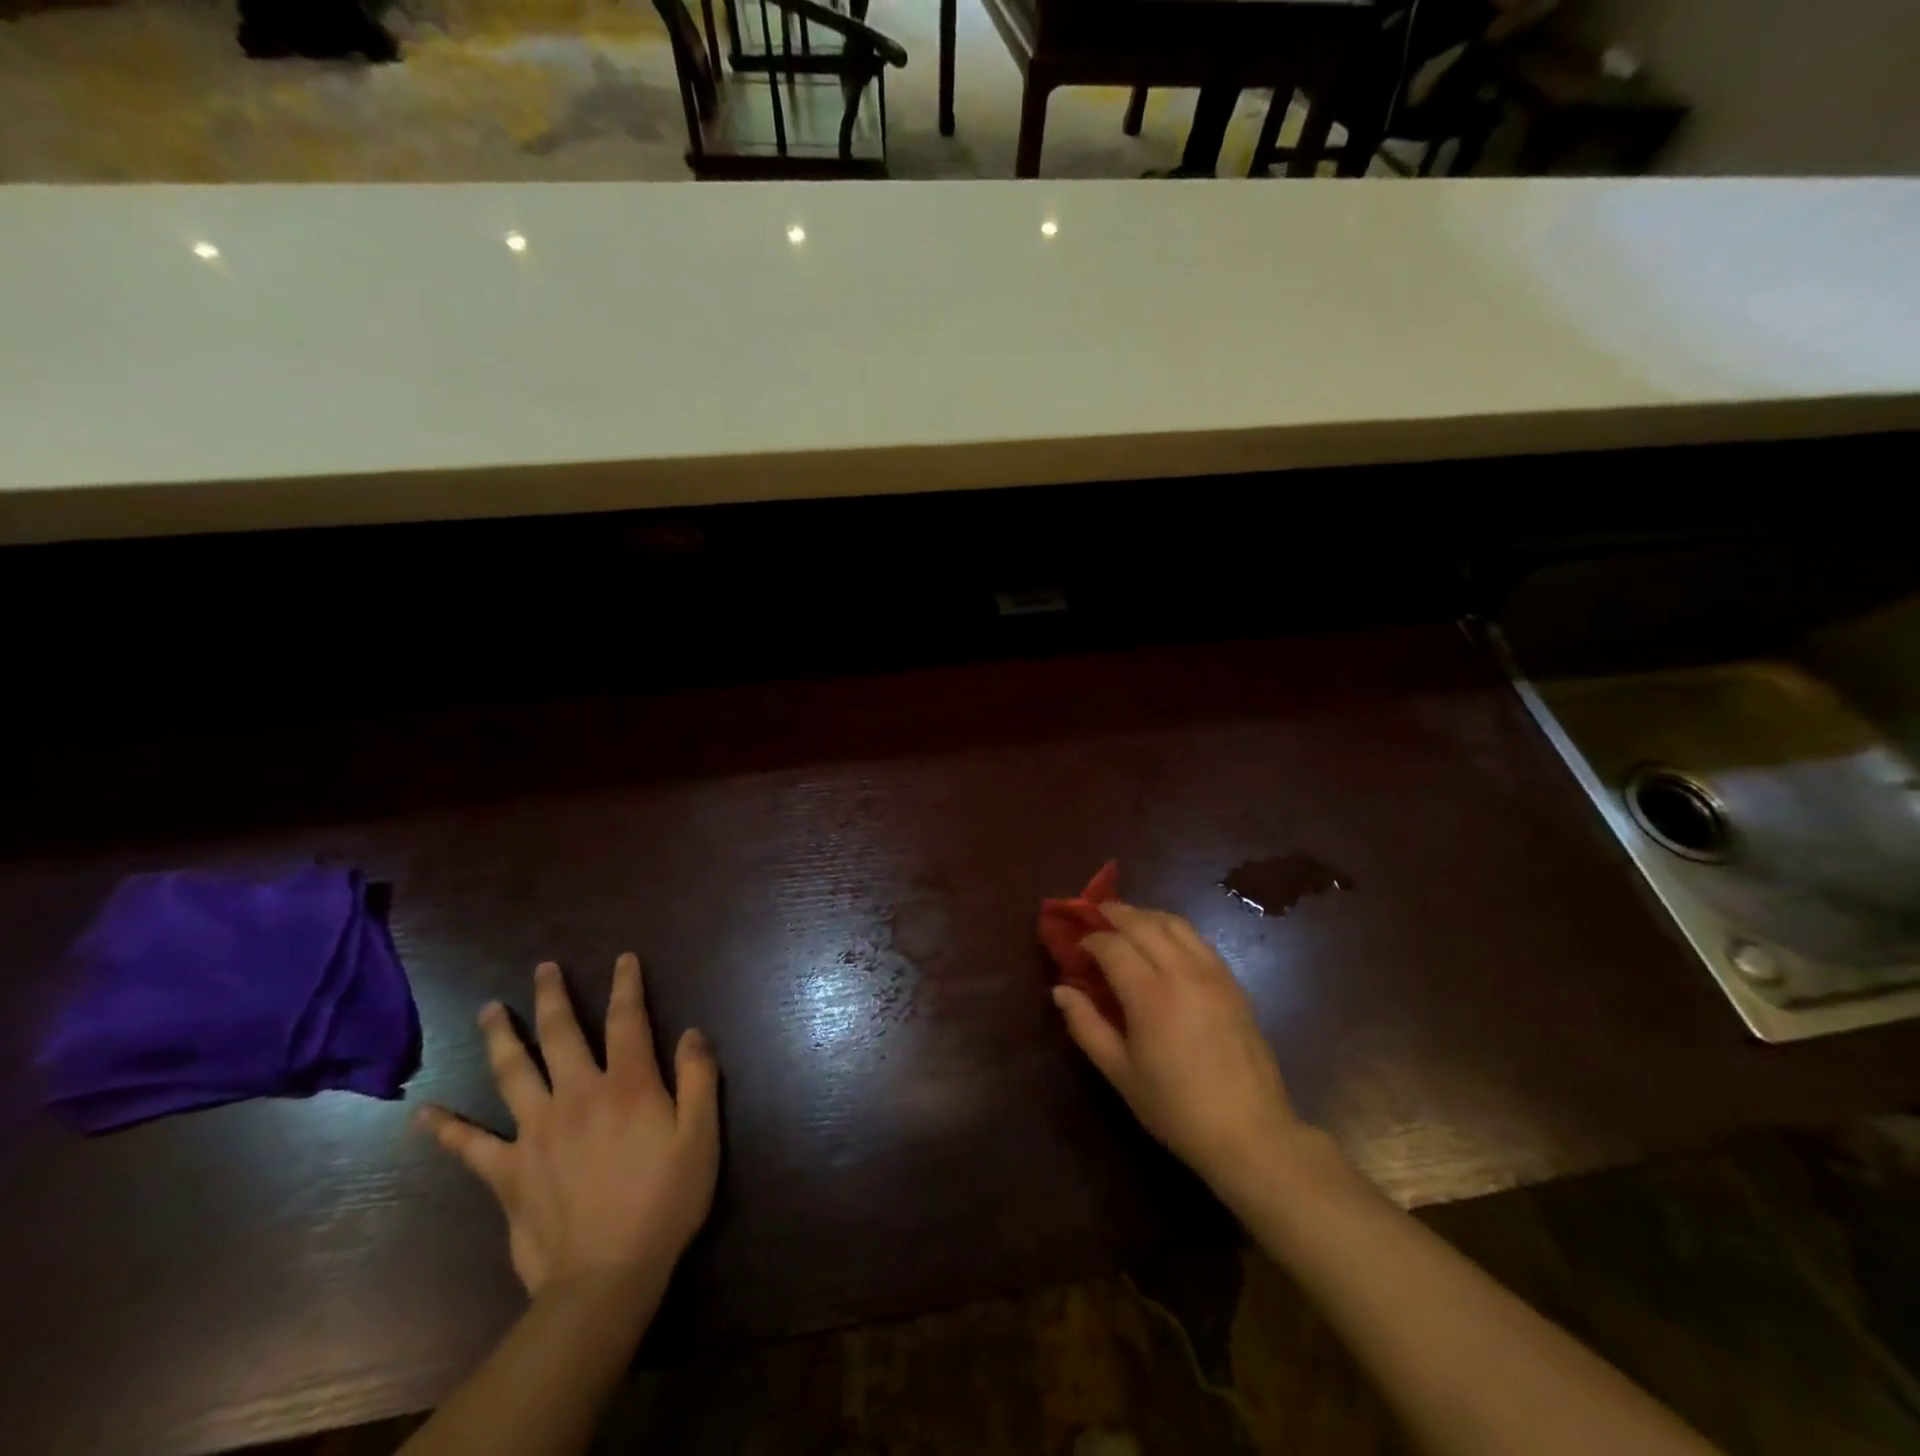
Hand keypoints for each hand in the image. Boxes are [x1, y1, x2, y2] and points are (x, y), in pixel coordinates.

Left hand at [419, 955, 719, 1297]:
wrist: (606, 1276)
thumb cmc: (664, 1201)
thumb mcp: (701, 1136)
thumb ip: (699, 1078)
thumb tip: (690, 1032)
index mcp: (627, 1084)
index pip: (627, 1020)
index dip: (626, 985)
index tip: (623, 959)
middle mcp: (577, 1095)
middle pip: (561, 1033)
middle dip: (553, 997)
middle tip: (543, 968)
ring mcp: (536, 1132)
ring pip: (512, 1072)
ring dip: (501, 1037)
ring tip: (490, 1010)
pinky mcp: (508, 1172)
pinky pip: (471, 1146)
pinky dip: (447, 1129)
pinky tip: (425, 1114)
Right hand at [1053, 903, 1307, 1197]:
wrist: (1250, 1133)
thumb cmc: (1176, 1108)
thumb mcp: (1120, 1073)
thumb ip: (1086, 1026)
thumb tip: (1060, 990)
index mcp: (1149, 994)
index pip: (1112, 945)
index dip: (1089, 939)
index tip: (1076, 947)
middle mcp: (1181, 971)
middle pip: (1143, 922)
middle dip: (1115, 913)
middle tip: (1094, 915)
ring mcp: (1212, 973)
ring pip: (1174, 923)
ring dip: (1146, 915)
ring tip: (1127, 922)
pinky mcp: (1232, 982)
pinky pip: (1198, 939)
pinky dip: (1174, 929)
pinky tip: (1164, 943)